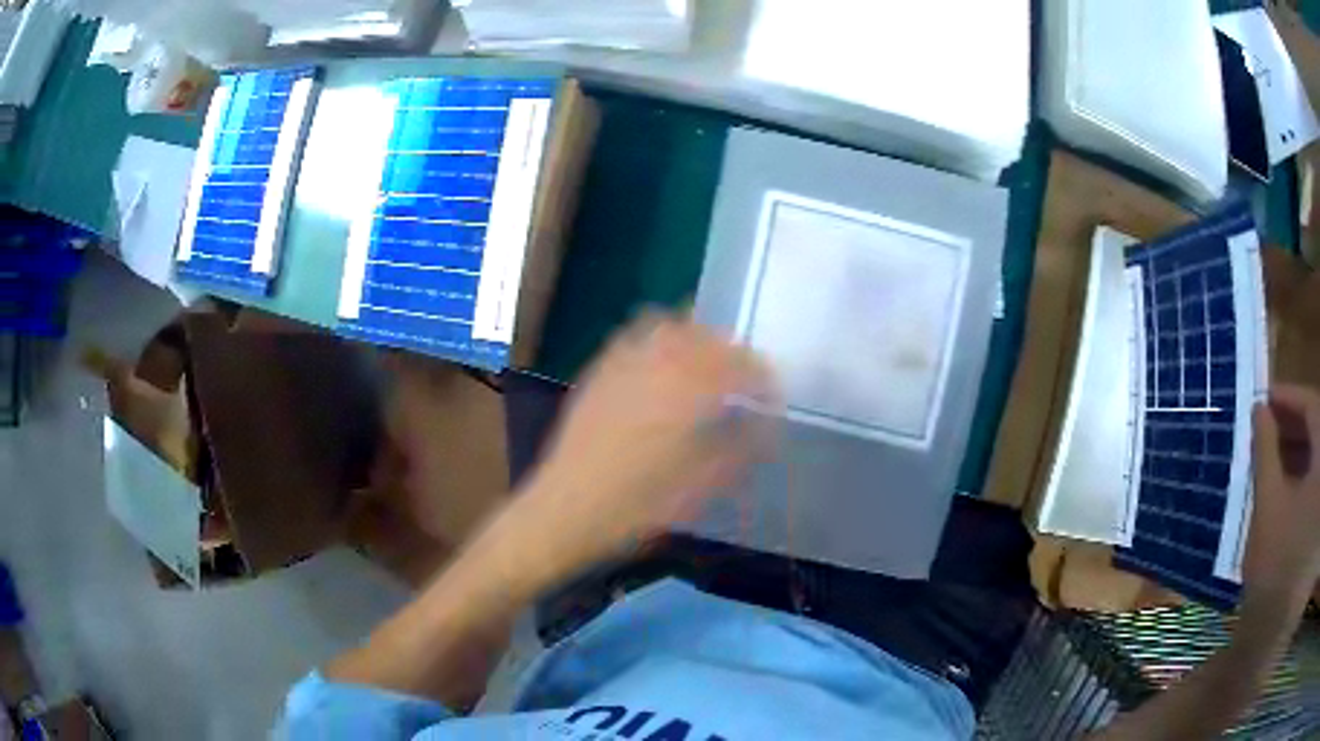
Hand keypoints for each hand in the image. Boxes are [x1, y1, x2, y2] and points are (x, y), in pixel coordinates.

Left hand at [520, 314, 778, 570]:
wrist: (566, 510)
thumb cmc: (639, 506)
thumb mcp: (701, 486)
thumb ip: (740, 448)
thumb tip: (763, 428)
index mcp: (691, 390)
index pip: (742, 365)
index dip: (764, 379)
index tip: (771, 400)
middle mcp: (659, 363)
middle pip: (708, 336)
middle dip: (733, 354)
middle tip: (742, 381)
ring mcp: (624, 362)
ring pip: (670, 327)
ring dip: (695, 339)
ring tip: (703, 367)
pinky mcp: (598, 371)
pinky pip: (633, 337)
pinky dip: (657, 340)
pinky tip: (659, 367)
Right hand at [1245, 384, 1319, 616]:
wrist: (1274, 632)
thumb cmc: (1277, 564)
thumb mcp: (1269, 505)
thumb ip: (1265, 451)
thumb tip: (1259, 411)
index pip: (1310, 404)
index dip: (1288, 396)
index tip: (1263, 397)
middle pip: (1316, 428)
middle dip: (1293, 423)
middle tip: (1266, 425)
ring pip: (1315, 457)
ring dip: (1297, 450)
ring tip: (1273, 456)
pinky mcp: (1317, 520)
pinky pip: (1314, 483)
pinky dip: (1302, 476)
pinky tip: (1286, 486)